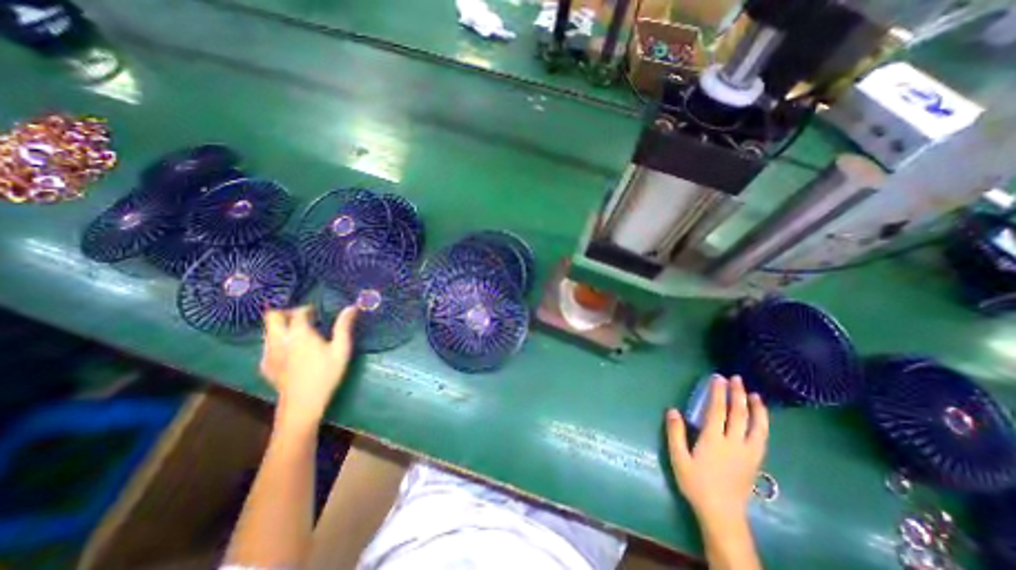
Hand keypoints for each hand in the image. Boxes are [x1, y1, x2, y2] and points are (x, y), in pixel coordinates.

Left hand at [258, 306, 357, 428]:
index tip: (317, 312)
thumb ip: (344, 326)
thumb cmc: (326, 374)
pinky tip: (290, 351)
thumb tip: (351, 307)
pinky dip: (277, 341)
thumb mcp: (341, 349)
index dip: (307, 309)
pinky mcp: (265, 366)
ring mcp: (268, 353)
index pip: (298, 312)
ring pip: (267, 330)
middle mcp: (279, 340)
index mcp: (299, 333)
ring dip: (280, 326)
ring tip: (298, 334)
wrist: (303, 404)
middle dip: (286, 313)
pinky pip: (267, 345)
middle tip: (303, 318)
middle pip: (272, 316)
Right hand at [667, 377, 769, 526]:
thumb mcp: (679, 459)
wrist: (722, 514)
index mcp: (713, 440)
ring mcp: (748, 453)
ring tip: (754, 394)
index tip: (717, 378)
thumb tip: (673, 410)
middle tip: (735, 378)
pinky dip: (763, 424)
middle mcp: (734, 443)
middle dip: (737, 394)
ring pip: (756, 426)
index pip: (717, 411)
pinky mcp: (755, 461)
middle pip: (738, 414)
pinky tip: (761, 418)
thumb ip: (675, 433)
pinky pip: (762, 437)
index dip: (717, 393)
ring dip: (756, 408)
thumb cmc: (696, 484)